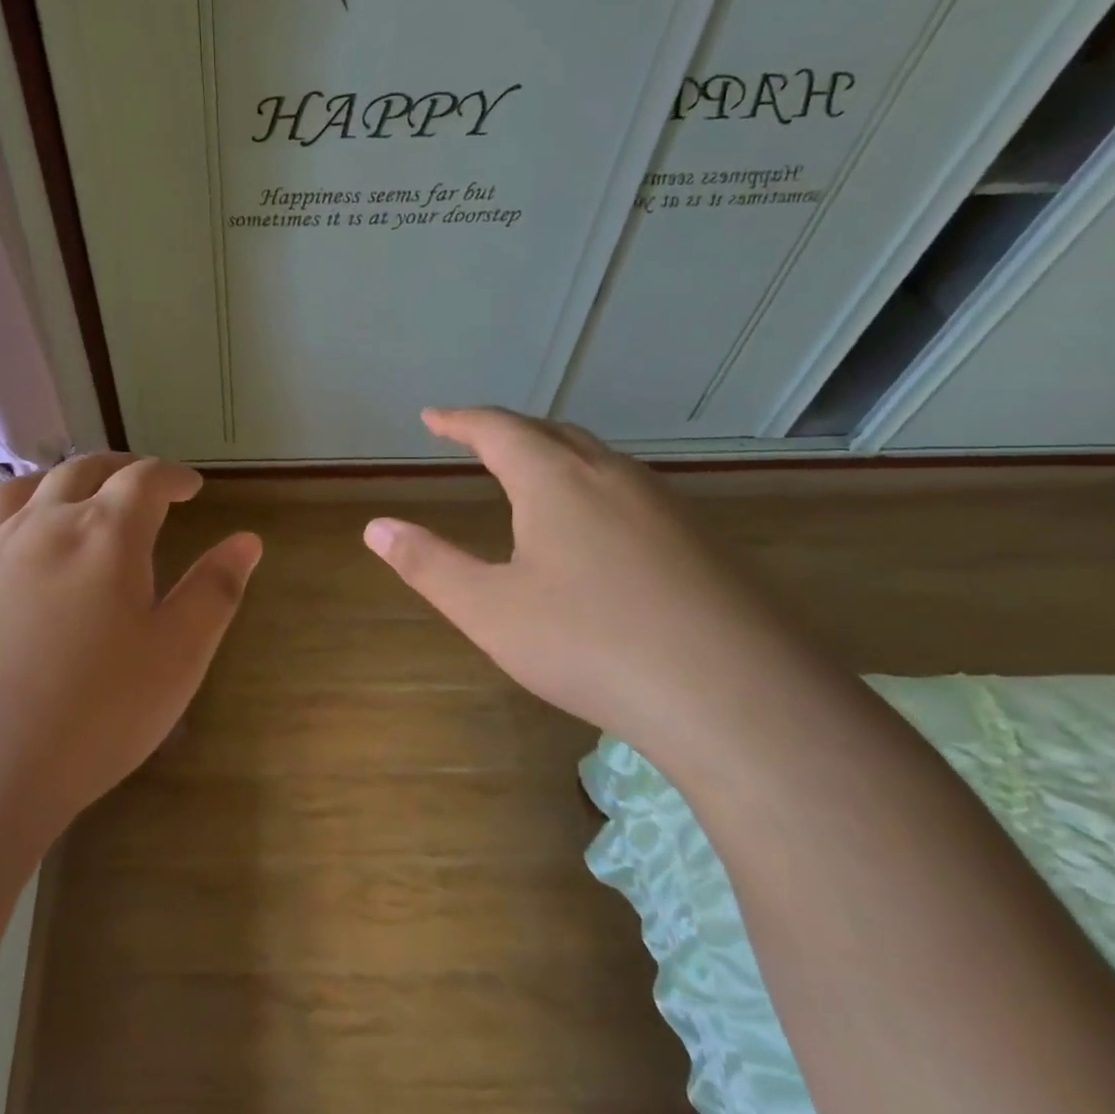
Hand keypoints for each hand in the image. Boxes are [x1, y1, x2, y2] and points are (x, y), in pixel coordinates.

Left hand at [0, 454, 260, 853]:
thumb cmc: (90, 717)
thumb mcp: (177, 658)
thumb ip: (215, 592)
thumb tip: (247, 539)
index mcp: (104, 535)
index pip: (145, 480)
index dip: (172, 476)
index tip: (191, 487)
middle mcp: (38, 527)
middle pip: (79, 472)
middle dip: (116, 469)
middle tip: (136, 480)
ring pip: (13, 493)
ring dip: (48, 483)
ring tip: (64, 495)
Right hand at [363, 408, 822, 753]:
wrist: (738, 696)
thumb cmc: (591, 644)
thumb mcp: (490, 610)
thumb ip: (429, 565)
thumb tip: (376, 527)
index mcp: (556, 481)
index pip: (498, 430)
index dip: (461, 421)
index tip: (433, 417)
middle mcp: (612, 477)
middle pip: (552, 432)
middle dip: (508, 430)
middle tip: (477, 438)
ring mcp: (665, 506)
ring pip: (599, 459)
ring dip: (556, 453)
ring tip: (532, 472)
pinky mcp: (701, 541)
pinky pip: (632, 491)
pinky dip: (594, 486)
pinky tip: (599, 527)